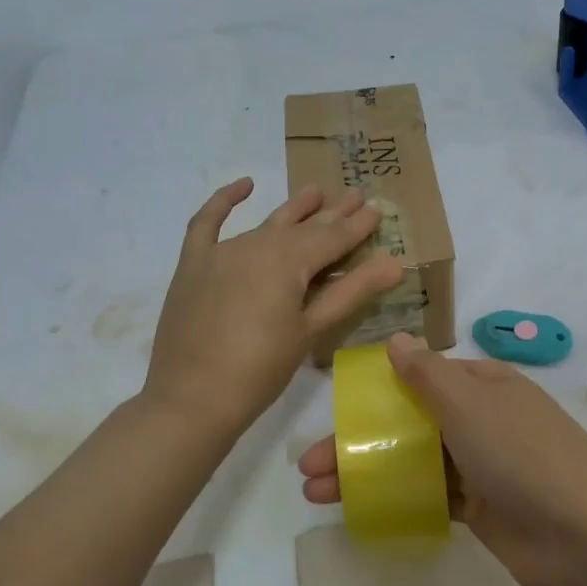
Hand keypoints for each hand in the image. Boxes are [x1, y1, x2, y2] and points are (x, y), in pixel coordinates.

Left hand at [146, 179, 403, 437]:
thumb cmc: (261, 369)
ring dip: (293, 208)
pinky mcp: (194, 265)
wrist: (192, 399)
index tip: (377, 208)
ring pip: (266, 223)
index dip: (358, 225)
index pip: (333, 238)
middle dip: (332, 212)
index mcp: (289, 260)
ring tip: (315, 191)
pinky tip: (243, 186)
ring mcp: (221, 252)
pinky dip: (224, 201)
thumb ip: (351, 292)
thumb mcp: (311, 331)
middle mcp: (257, 244)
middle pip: (303, 226)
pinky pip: (207, 223)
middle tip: (356, 194)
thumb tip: (395, 263)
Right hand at [298, 335, 586, 585]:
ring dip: (368, 472)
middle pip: (409, 423)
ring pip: (414, 460)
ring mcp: (483, 466)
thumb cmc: (522, 455)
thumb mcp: (470, 404)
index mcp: (483, 385)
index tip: (337, 411)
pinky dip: (397, 497)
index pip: (421, 378)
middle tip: (307, 465)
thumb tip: (396, 338)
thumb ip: (427, 374)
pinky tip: (359, 508)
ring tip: (316, 492)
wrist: (584, 537)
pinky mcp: (482, 508)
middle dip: (360, 440)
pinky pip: (430, 495)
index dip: (377, 392)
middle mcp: (482, 420)